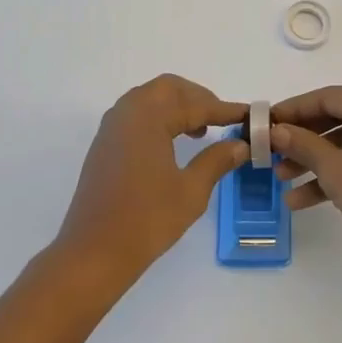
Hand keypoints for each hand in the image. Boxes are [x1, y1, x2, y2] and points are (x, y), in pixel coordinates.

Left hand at [55, 75, 247, 288]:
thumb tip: (240, 145)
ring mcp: (111, 128)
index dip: (224, 109)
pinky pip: (136, 115)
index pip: (194, 104)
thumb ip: (217, 160)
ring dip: (177, 107)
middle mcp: (127, 112)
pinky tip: (174, 143)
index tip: (248, 114)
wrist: (93, 253)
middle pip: (168, 89)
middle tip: (221, 118)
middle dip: (197, 98)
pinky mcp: (105, 145)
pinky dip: (159, 118)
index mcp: (148, 117)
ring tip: (201, 130)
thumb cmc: (146, 220)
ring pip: (150, 99)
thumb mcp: (191, 191)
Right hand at [271, 86, 341, 283]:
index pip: (329, 97)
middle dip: (302, 139)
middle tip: (271, 151)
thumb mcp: (335, 168)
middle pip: (336, 120)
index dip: (294, 108)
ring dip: (313, 162)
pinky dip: (333, 179)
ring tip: (280, 179)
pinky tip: (301, 200)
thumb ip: (303, 145)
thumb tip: (276, 131)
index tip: (265, 121)